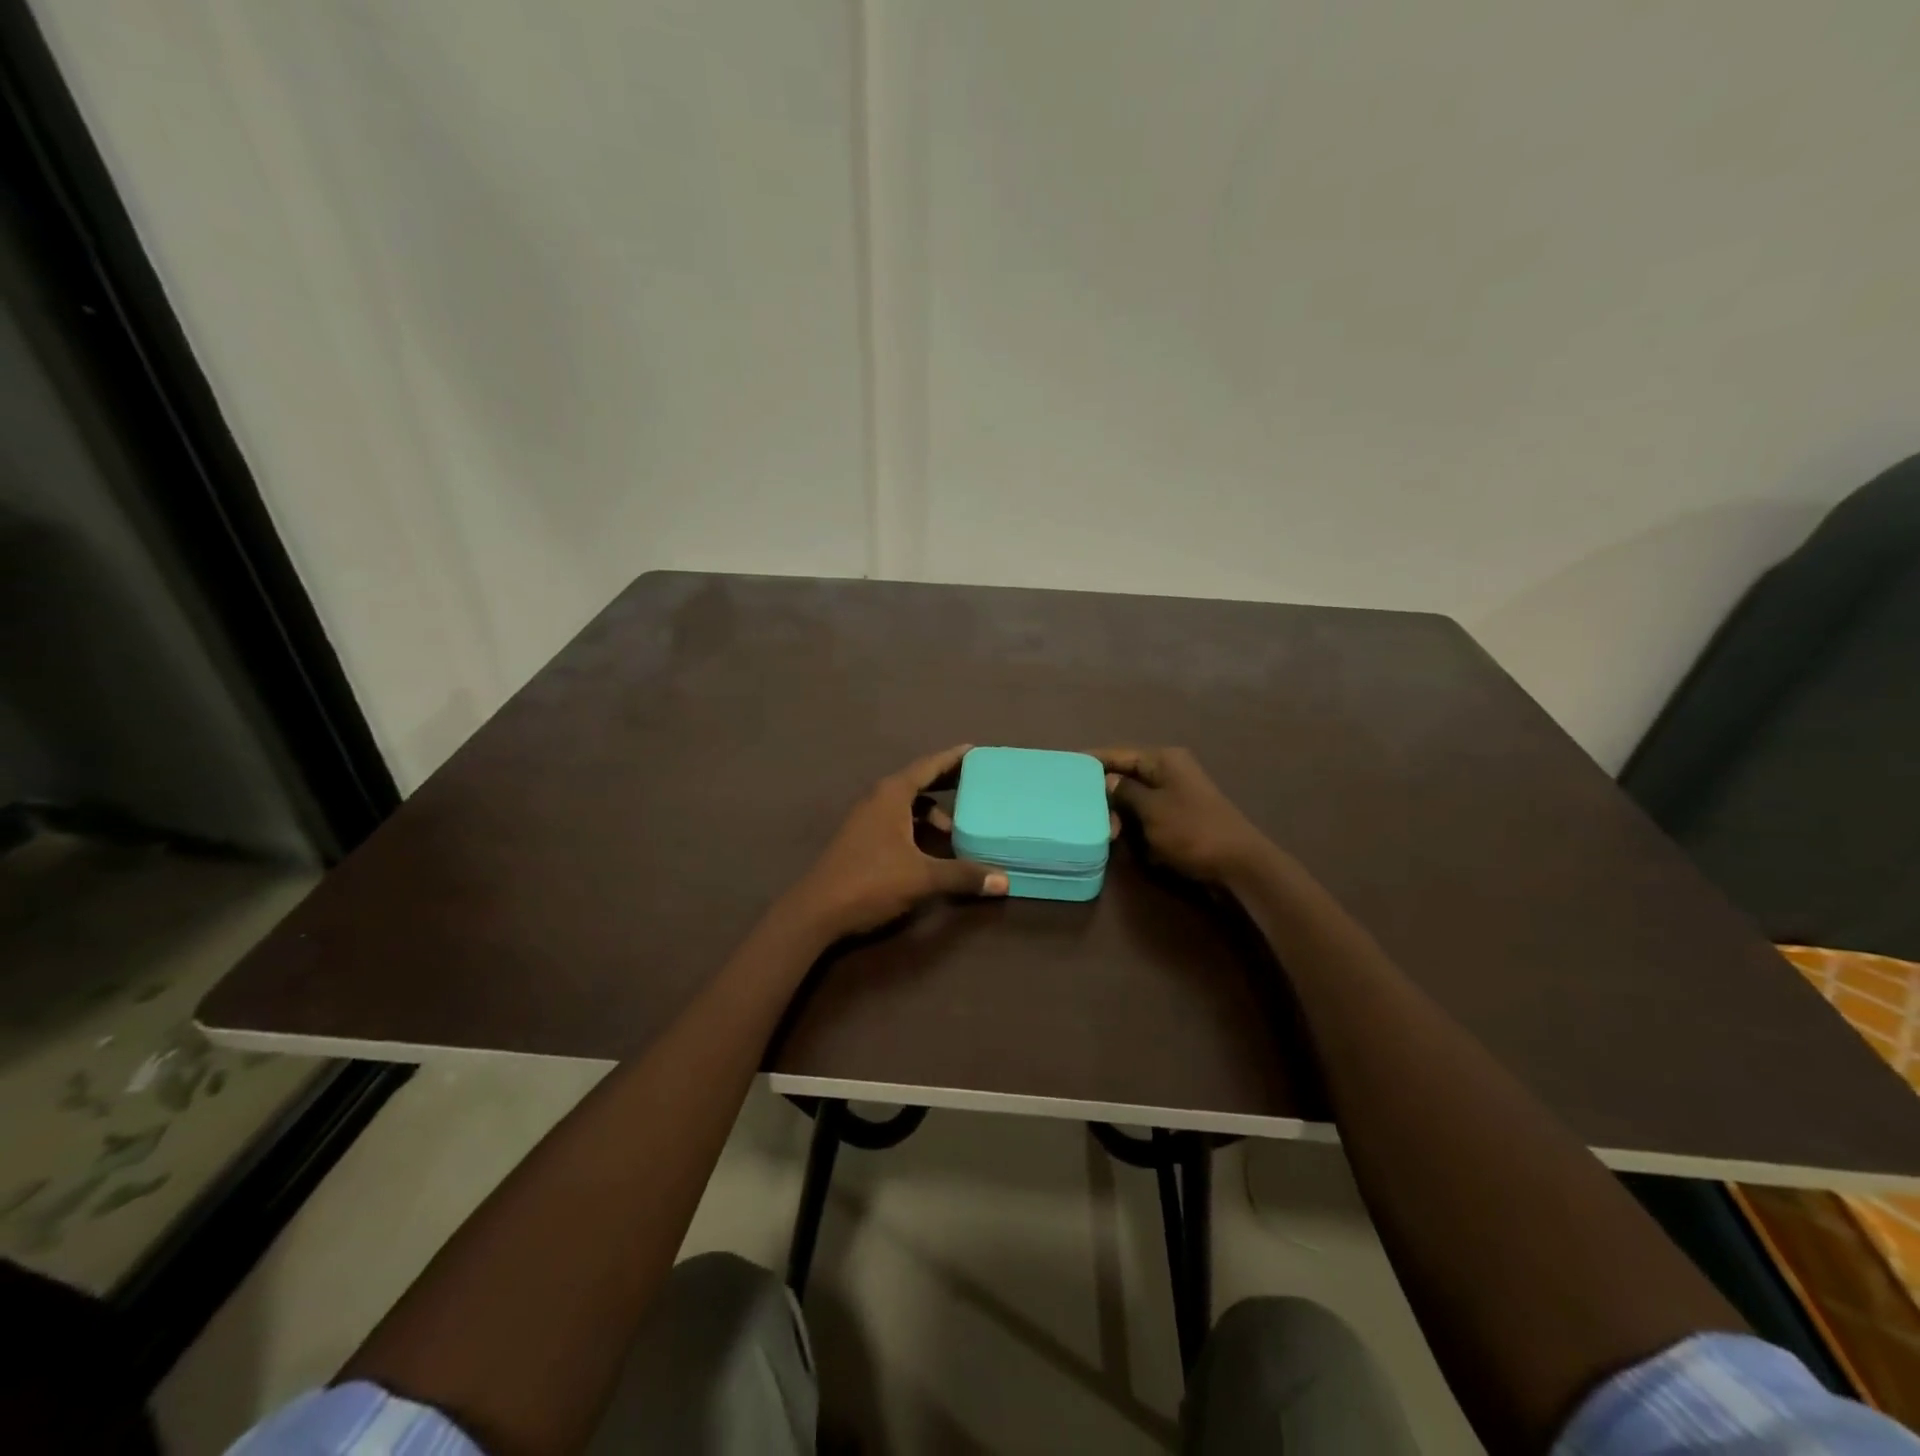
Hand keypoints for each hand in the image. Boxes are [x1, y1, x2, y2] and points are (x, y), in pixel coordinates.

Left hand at [784, 745, 1008, 941]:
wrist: (816, 911)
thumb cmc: (871, 882)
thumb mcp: (922, 877)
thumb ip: (963, 875)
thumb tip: (1004, 882)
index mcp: (892, 795)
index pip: (927, 766)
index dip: (952, 758)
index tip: (974, 750)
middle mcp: (878, 799)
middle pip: (918, 782)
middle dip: (945, 782)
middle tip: (975, 782)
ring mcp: (866, 819)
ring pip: (906, 805)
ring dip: (931, 812)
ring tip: (956, 829)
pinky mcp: (861, 838)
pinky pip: (896, 820)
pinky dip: (916, 826)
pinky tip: (930, 848)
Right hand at [1093, 746, 1274, 885]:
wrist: (1239, 866)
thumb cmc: (1192, 831)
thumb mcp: (1151, 809)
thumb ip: (1124, 792)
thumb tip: (1106, 780)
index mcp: (1163, 760)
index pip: (1118, 753)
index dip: (1091, 760)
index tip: (1064, 767)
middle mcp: (1169, 771)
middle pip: (1125, 775)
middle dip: (1104, 793)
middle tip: (1081, 811)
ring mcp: (1176, 794)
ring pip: (1134, 798)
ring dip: (1119, 814)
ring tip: (1105, 831)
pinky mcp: (1179, 817)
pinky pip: (1147, 814)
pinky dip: (1134, 824)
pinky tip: (1122, 838)